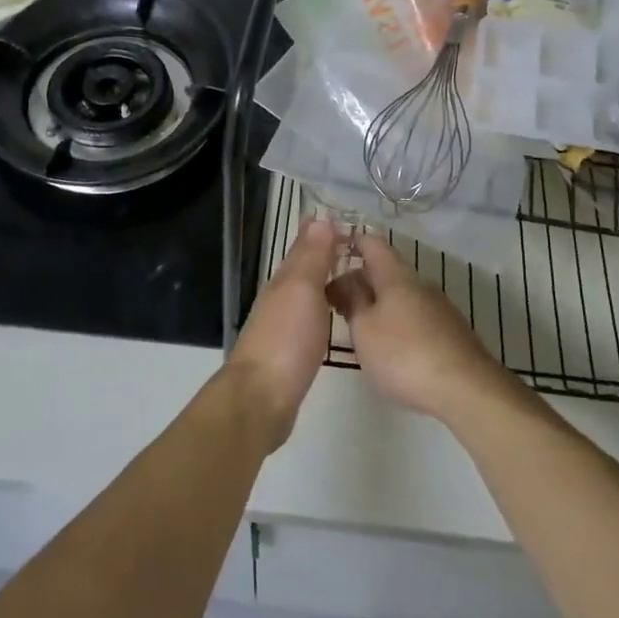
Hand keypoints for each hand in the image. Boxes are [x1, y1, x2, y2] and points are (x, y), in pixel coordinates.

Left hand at [225, 217, 340, 449]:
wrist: (260, 399)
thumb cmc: (285, 339)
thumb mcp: (302, 290)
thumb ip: (311, 257)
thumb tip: (319, 218)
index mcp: (283, 280)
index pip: (304, 246)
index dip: (323, 232)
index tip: (350, 222)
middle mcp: (280, 298)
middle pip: (303, 268)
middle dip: (325, 254)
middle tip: (357, 246)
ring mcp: (281, 326)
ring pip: (305, 293)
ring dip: (324, 280)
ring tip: (351, 276)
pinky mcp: (288, 353)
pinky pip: (308, 319)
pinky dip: (321, 309)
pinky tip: (332, 317)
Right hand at [328, 234, 513, 421]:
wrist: (468, 390)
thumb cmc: (404, 355)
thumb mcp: (364, 329)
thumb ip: (352, 300)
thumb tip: (344, 279)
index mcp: (395, 275)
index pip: (371, 242)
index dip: (350, 242)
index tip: (327, 254)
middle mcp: (419, 283)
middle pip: (385, 269)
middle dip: (359, 280)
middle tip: (333, 301)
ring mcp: (439, 307)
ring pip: (400, 294)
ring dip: (377, 302)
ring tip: (356, 325)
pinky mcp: (450, 331)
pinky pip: (415, 314)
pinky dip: (396, 319)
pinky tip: (389, 345)